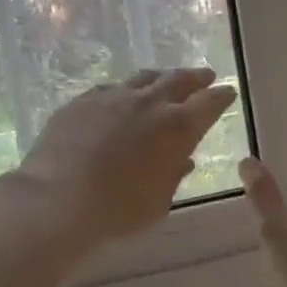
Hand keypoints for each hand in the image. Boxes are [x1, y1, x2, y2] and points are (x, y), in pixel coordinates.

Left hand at [13, 68, 236, 245]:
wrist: (58, 200)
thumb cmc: (119, 210)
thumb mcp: (159, 201)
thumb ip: (173, 175)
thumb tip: (182, 159)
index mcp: (178, 127)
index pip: (209, 103)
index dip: (221, 96)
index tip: (228, 92)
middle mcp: (149, 103)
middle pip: (178, 80)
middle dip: (195, 78)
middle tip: (205, 76)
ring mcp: (112, 97)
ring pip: (143, 78)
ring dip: (160, 78)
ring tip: (165, 79)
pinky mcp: (82, 101)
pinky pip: (110, 89)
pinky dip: (124, 91)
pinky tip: (120, 96)